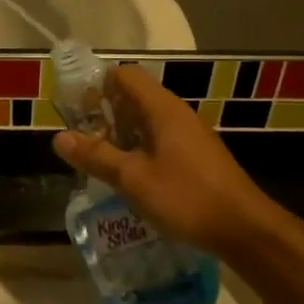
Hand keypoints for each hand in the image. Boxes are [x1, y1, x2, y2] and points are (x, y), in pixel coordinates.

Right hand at [52, 66, 275, 258]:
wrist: (244, 228)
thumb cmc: (186, 197)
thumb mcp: (133, 179)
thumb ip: (96, 156)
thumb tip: (59, 137)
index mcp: (162, 109)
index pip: (125, 75)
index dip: (98, 85)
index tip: (76, 108)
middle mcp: (177, 114)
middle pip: (135, 97)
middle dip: (105, 112)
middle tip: (81, 138)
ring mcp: (190, 135)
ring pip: (147, 121)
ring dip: (121, 133)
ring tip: (98, 158)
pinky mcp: (197, 156)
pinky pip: (160, 140)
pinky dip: (139, 148)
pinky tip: (128, 175)